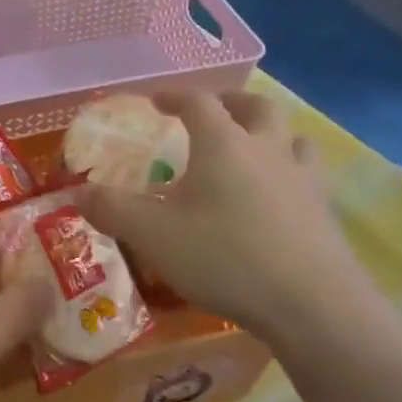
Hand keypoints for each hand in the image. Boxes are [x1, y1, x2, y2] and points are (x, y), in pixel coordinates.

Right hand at [77, 91, 381, 348]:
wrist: (312, 305)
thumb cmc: (224, 258)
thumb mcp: (152, 235)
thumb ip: (112, 209)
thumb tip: (77, 193)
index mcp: (223, 144)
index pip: (198, 102)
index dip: (173, 96)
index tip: (155, 101)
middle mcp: (267, 150)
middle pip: (256, 107)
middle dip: (230, 103)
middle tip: (211, 113)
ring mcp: (303, 180)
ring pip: (292, 137)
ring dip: (270, 133)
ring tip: (252, 148)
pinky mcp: (324, 212)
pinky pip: (309, 175)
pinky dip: (290, 171)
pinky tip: (278, 196)